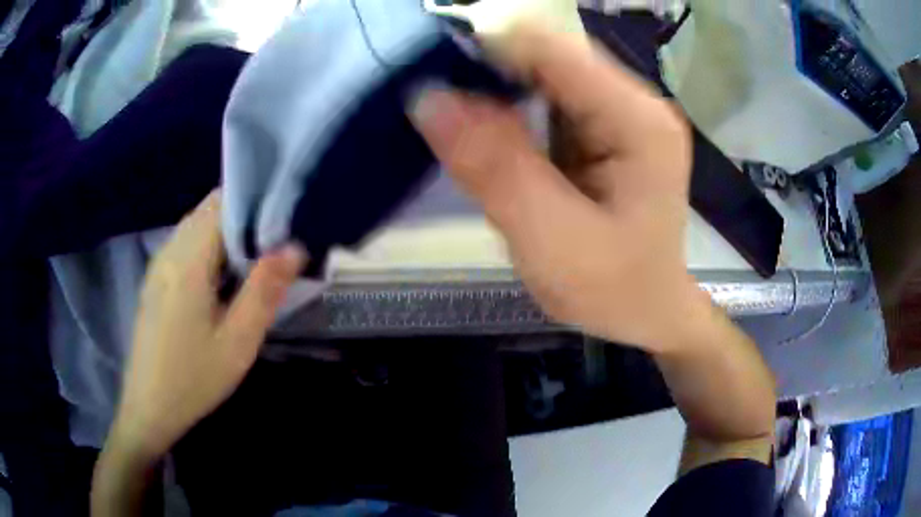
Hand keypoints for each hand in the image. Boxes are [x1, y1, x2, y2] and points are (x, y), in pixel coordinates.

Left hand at [108, 190, 304, 460]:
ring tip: (257, 259)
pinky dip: (211, 247)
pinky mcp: (157, 278)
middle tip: (277, 243)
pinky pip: (187, 244)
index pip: (223, 201)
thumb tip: (295, 246)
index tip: (285, 219)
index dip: (256, 201)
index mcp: (188, 259)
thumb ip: (264, 290)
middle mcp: (170, 250)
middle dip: (246, 217)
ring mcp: (159, 263)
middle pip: (210, 209)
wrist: (149, 408)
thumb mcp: (237, 342)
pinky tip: (225, 278)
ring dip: (228, 233)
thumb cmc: (194, 379)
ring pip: (198, 225)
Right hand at [409, 23, 703, 351]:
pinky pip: (546, 96)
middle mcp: (635, 101)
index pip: (550, 48)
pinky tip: (496, 142)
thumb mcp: (550, 241)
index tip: (433, 83)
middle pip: (545, 53)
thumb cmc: (614, 290)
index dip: (485, 52)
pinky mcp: (605, 124)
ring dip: (495, 92)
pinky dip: (510, 109)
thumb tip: (429, 98)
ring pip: (541, 72)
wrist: (648, 310)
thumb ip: (495, 168)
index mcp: (637, 120)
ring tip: (466, 134)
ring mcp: (622, 109)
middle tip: (443, 118)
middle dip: (487, 74)